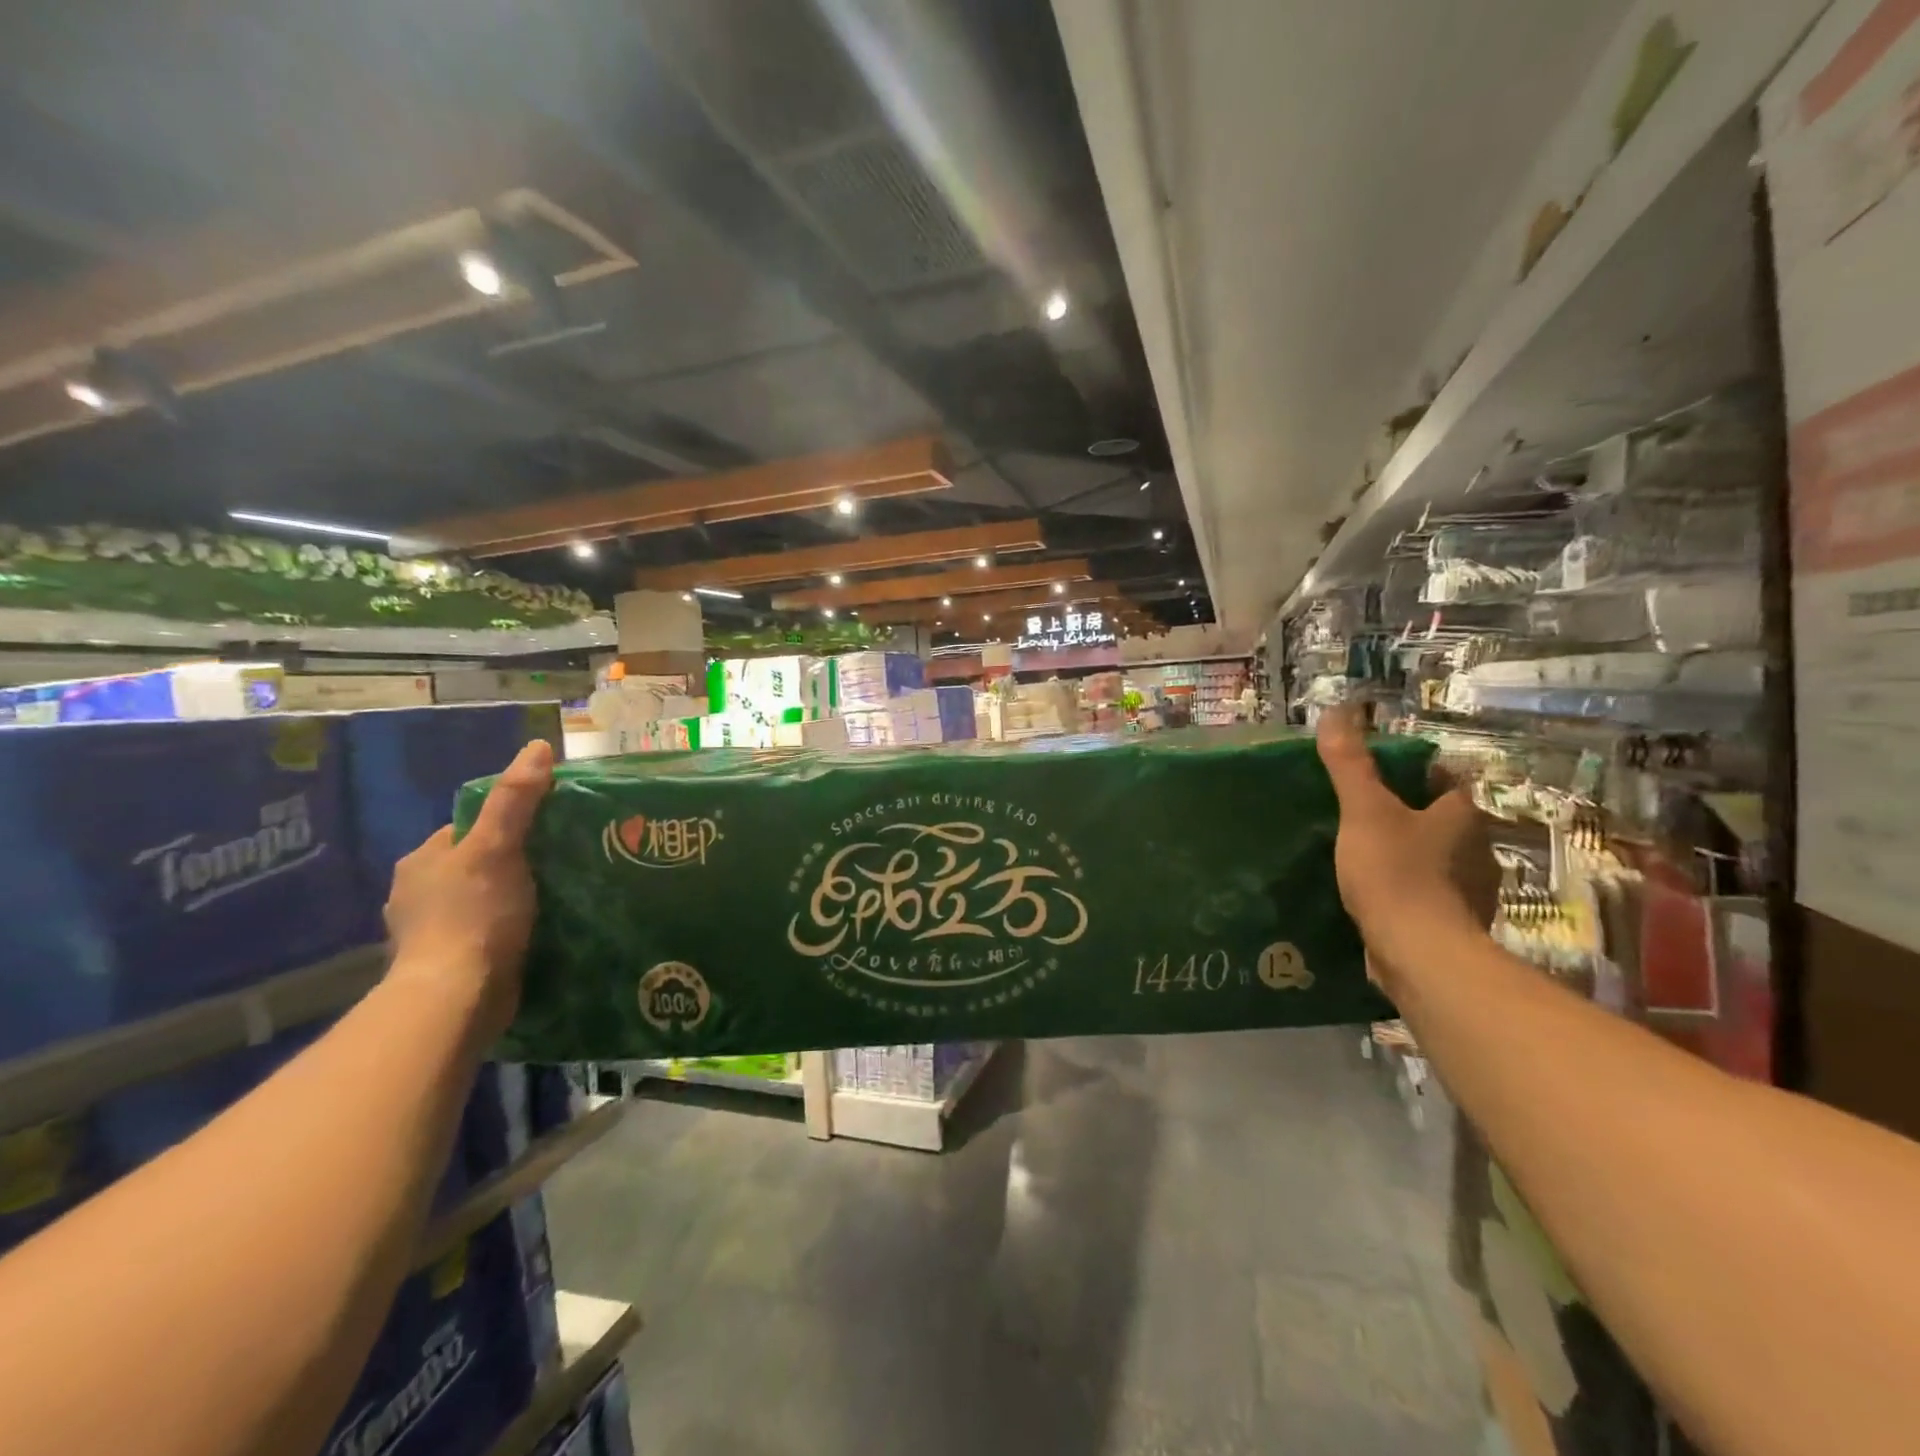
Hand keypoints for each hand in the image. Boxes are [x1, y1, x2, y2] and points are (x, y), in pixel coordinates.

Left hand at [383, 739, 553, 1041]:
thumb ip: (517, 799)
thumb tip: (538, 746)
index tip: (547, 830)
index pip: (468, 828)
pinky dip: (506, 931)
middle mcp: (417, 893)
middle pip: (475, 864)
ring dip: (510, 899)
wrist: (455, 998)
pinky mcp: (448, 965)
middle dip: (510, 863)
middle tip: (560, 863)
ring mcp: (430, 933)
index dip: (507, 825)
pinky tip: (536, 933)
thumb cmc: (474, 915)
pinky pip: (484, 934)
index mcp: (422, 861)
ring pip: (480, 900)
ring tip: (556, 897)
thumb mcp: (498, 847)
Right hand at [1316, 707, 1495, 995]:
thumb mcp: (1364, 810)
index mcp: (1463, 816)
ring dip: (1408, 855)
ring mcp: (1470, 892)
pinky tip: (1374, 895)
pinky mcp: (1454, 925)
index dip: (1414, 774)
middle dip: (1408, 816)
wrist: (1420, 954)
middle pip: (1441, 821)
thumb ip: (1350, 763)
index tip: (1376, 777)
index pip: (1445, 781)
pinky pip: (1427, 895)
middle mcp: (1477, 849)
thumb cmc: (1396, 872)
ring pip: (1436, 860)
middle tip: (1360, 815)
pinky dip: (1405, 891)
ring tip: (1361, 855)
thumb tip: (1338, 710)